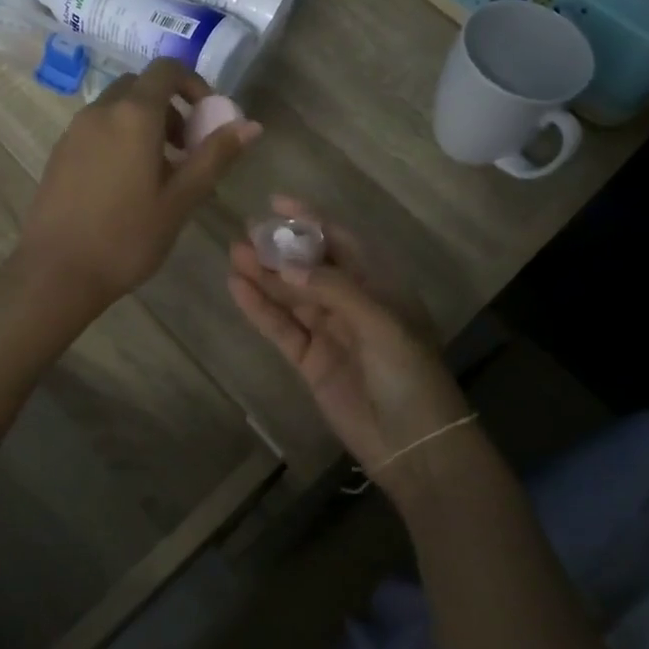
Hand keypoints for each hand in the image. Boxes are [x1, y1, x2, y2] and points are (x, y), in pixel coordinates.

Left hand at [17, 59, 260, 311]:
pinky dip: (119, 138)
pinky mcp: (59, 152)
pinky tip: (125, 185)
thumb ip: (215, 156)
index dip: (194, 84)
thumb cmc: (127, 237)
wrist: (56, 272)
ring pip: (116, 108)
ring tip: (159, 173)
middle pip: (140, 87)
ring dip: (144, 124)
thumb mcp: (181, 199)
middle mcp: (100, 111)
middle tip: (186, 149)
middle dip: (170, 107)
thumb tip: (250, 125)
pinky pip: (97, 129)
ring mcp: (74, 131)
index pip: (166, 70)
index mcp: (133, 115)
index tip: (207, 118)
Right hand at [227, 198, 473, 496]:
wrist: (415, 445)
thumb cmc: (410, 375)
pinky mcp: (310, 361)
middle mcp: (353, 304)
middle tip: (245, 231)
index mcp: (380, 287)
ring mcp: (330, 332)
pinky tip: (238, 289)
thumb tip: (286, 264)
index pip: (342, 243)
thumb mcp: (381, 323)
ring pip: (290, 296)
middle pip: (310, 268)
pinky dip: (260, 310)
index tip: (277, 203)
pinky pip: (281, 328)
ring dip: (264, 277)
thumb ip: (334, 290)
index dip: (311, 221)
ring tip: (233, 255)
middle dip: (280, 249)